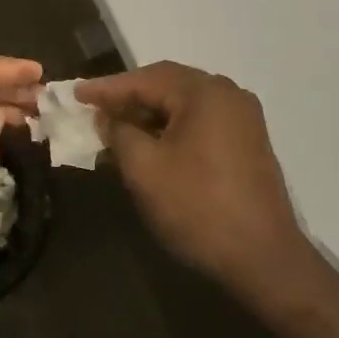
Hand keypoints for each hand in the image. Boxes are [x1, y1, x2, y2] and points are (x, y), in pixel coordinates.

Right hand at [79, 62, 303, 287]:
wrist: (262, 258)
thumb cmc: (198, 207)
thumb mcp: (144, 169)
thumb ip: (119, 132)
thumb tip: (108, 117)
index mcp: (205, 92)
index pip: (145, 79)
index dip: (107, 88)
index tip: (76, 94)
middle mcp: (228, 93)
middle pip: (167, 85)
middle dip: (128, 97)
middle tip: (93, 108)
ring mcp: (242, 117)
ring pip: (183, 104)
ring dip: (148, 114)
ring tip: (115, 128)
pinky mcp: (247, 141)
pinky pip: (200, 121)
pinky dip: (171, 127)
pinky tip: (149, 144)